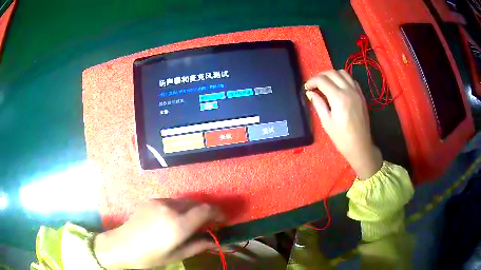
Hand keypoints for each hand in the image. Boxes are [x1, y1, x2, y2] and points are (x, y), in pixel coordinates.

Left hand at [94, 199, 223, 268]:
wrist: (122, 245)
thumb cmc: (150, 256)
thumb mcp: (176, 255)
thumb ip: (198, 246)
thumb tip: (214, 241)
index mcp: (178, 224)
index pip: (206, 210)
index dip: (218, 212)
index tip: (223, 219)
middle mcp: (170, 208)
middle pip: (197, 203)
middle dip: (207, 211)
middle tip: (209, 223)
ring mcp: (159, 201)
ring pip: (184, 201)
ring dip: (193, 209)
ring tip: (191, 222)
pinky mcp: (151, 200)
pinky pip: (172, 201)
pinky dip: (180, 208)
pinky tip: (174, 219)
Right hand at [305, 70, 382, 178]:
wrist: (360, 146)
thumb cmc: (341, 138)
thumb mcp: (326, 122)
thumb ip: (318, 104)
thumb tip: (310, 93)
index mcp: (338, 98)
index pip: (322, 80)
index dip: (312, 81)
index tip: (306, 88)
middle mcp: (348, 90)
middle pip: (332, 73)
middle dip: (320, 76)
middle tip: (314, 85)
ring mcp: (357, 92)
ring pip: (343, 73)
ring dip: (332, 75)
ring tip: (326, 84)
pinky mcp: (361, 95)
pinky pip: (351, 79)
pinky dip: (343, 79)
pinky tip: (339, 87)